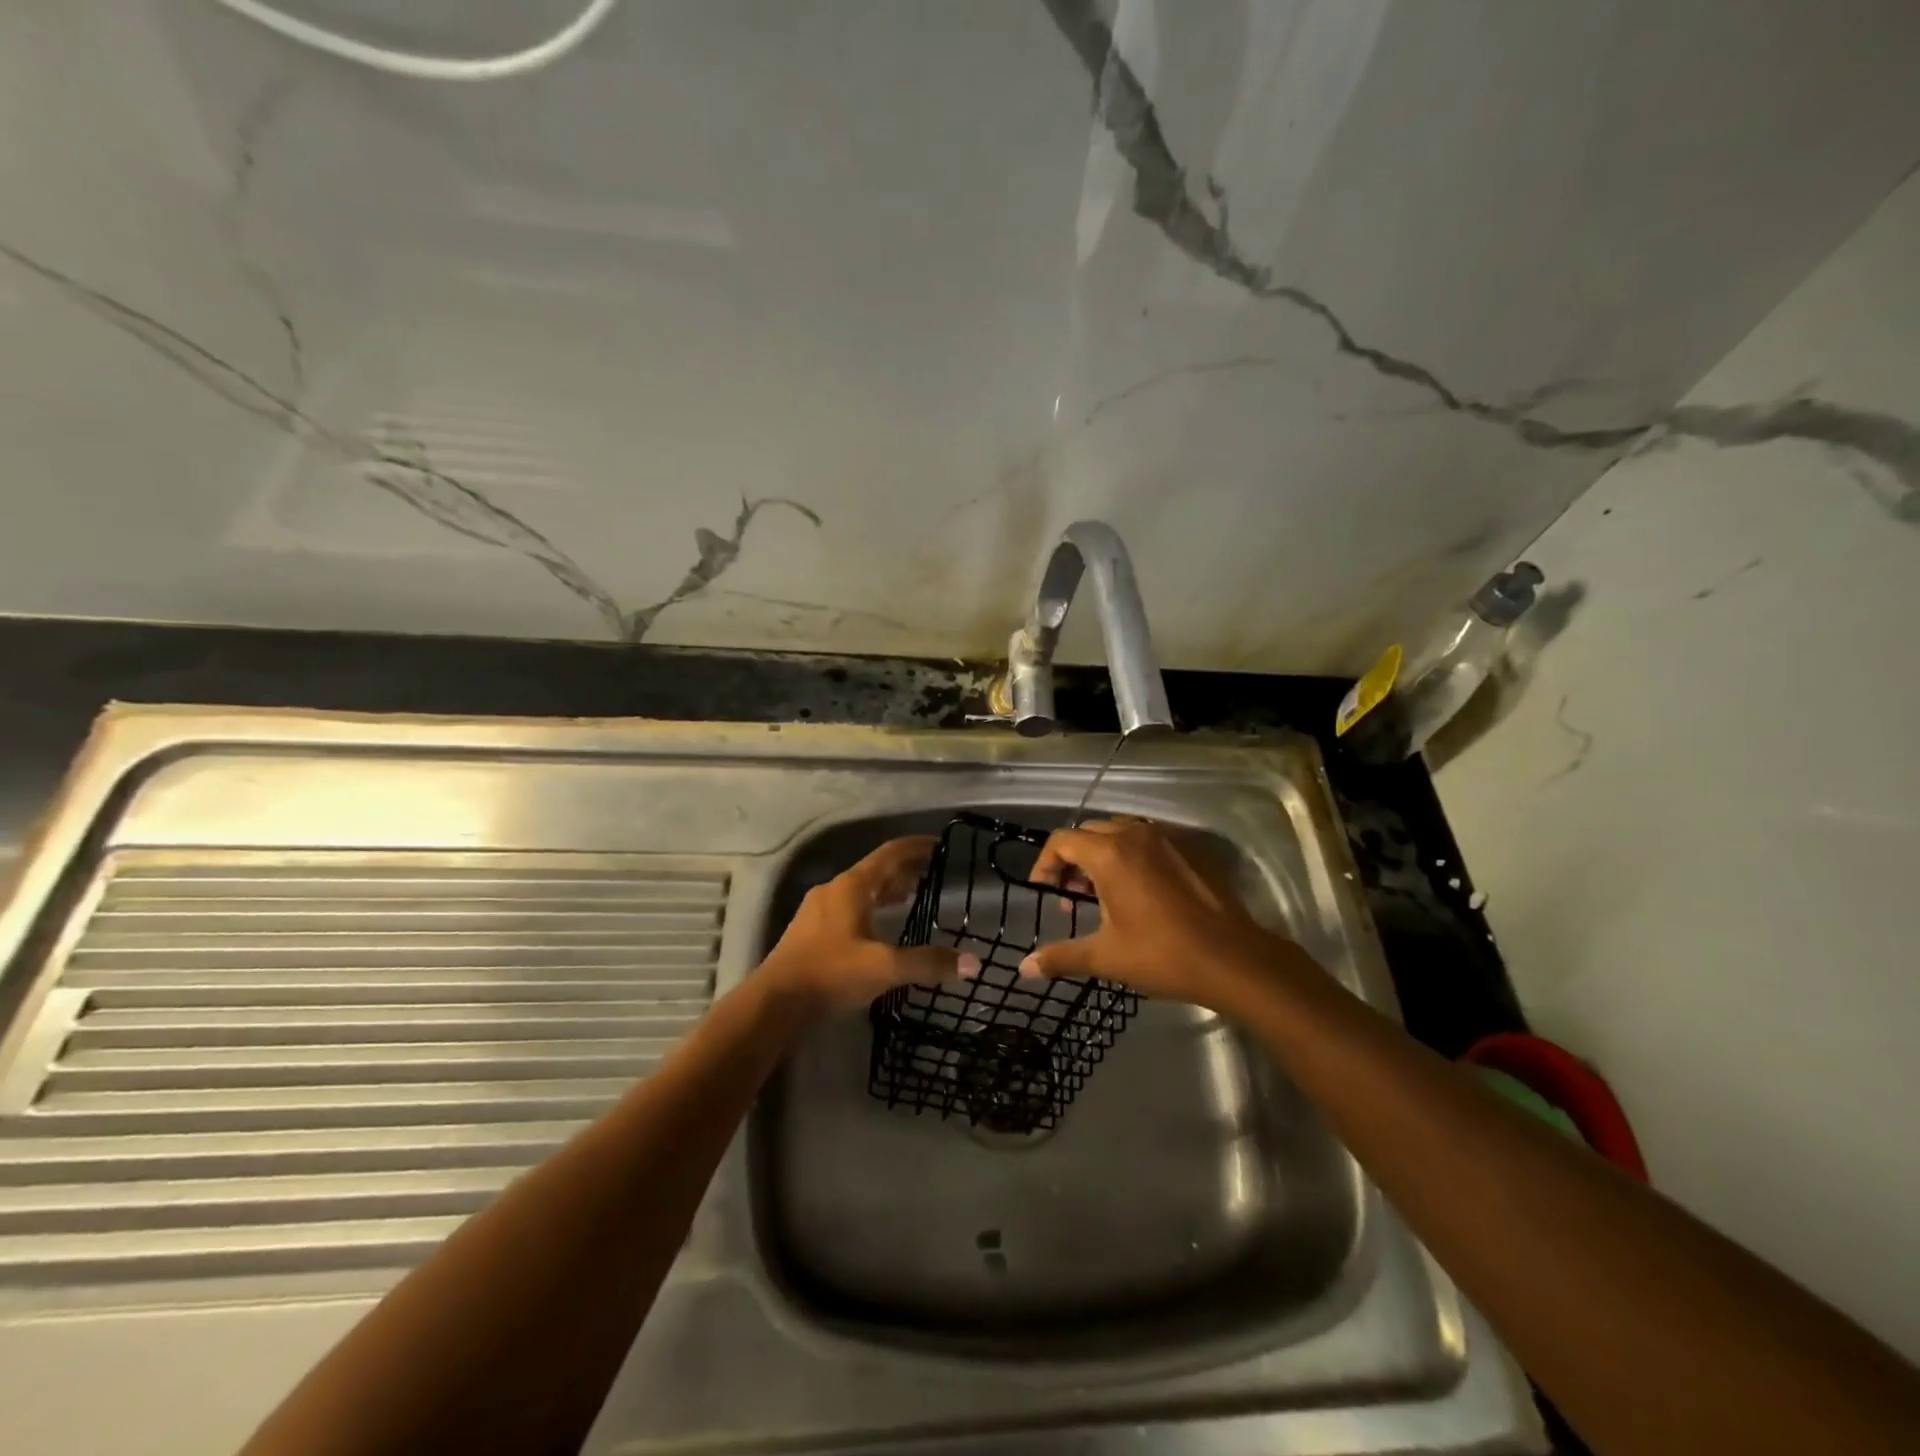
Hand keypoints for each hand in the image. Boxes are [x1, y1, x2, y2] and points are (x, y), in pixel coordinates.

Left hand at [761, 836, 978, 1013]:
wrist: (775, 1002)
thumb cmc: (831, 974)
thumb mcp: (885, 968)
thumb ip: (928, 963)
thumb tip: (972, 963)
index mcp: (852, 887)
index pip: (889, 854)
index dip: (915, 847)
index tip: (938, 845)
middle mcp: (834, 890)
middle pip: (874, 870)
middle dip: (903, 870)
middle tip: (930, 875)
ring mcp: (818, 910)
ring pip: (859, 890)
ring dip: (885, 890)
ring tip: (909, 898)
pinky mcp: (809, 931)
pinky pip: (848, 907)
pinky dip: (870, 907)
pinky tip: (877, 928)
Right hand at [1022, 816, 1296, 1009]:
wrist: (1234, 959)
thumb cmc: (1163, 955)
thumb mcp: (1105, 957)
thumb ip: (1061, 957)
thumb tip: (1024, 969)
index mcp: (1109, 853)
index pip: (1061, 841)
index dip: (1045, 864)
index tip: (1045, 892)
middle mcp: (1135, 833)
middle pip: (1088, 833)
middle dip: (1072, 861)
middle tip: (1072, 898)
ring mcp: (1166, 837)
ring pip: (1120, 833)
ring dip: (1102, 856)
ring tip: (1104, 895)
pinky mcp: (1190, 848)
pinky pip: (1148, 840)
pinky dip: (1132, 855)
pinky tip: (1140, 892)